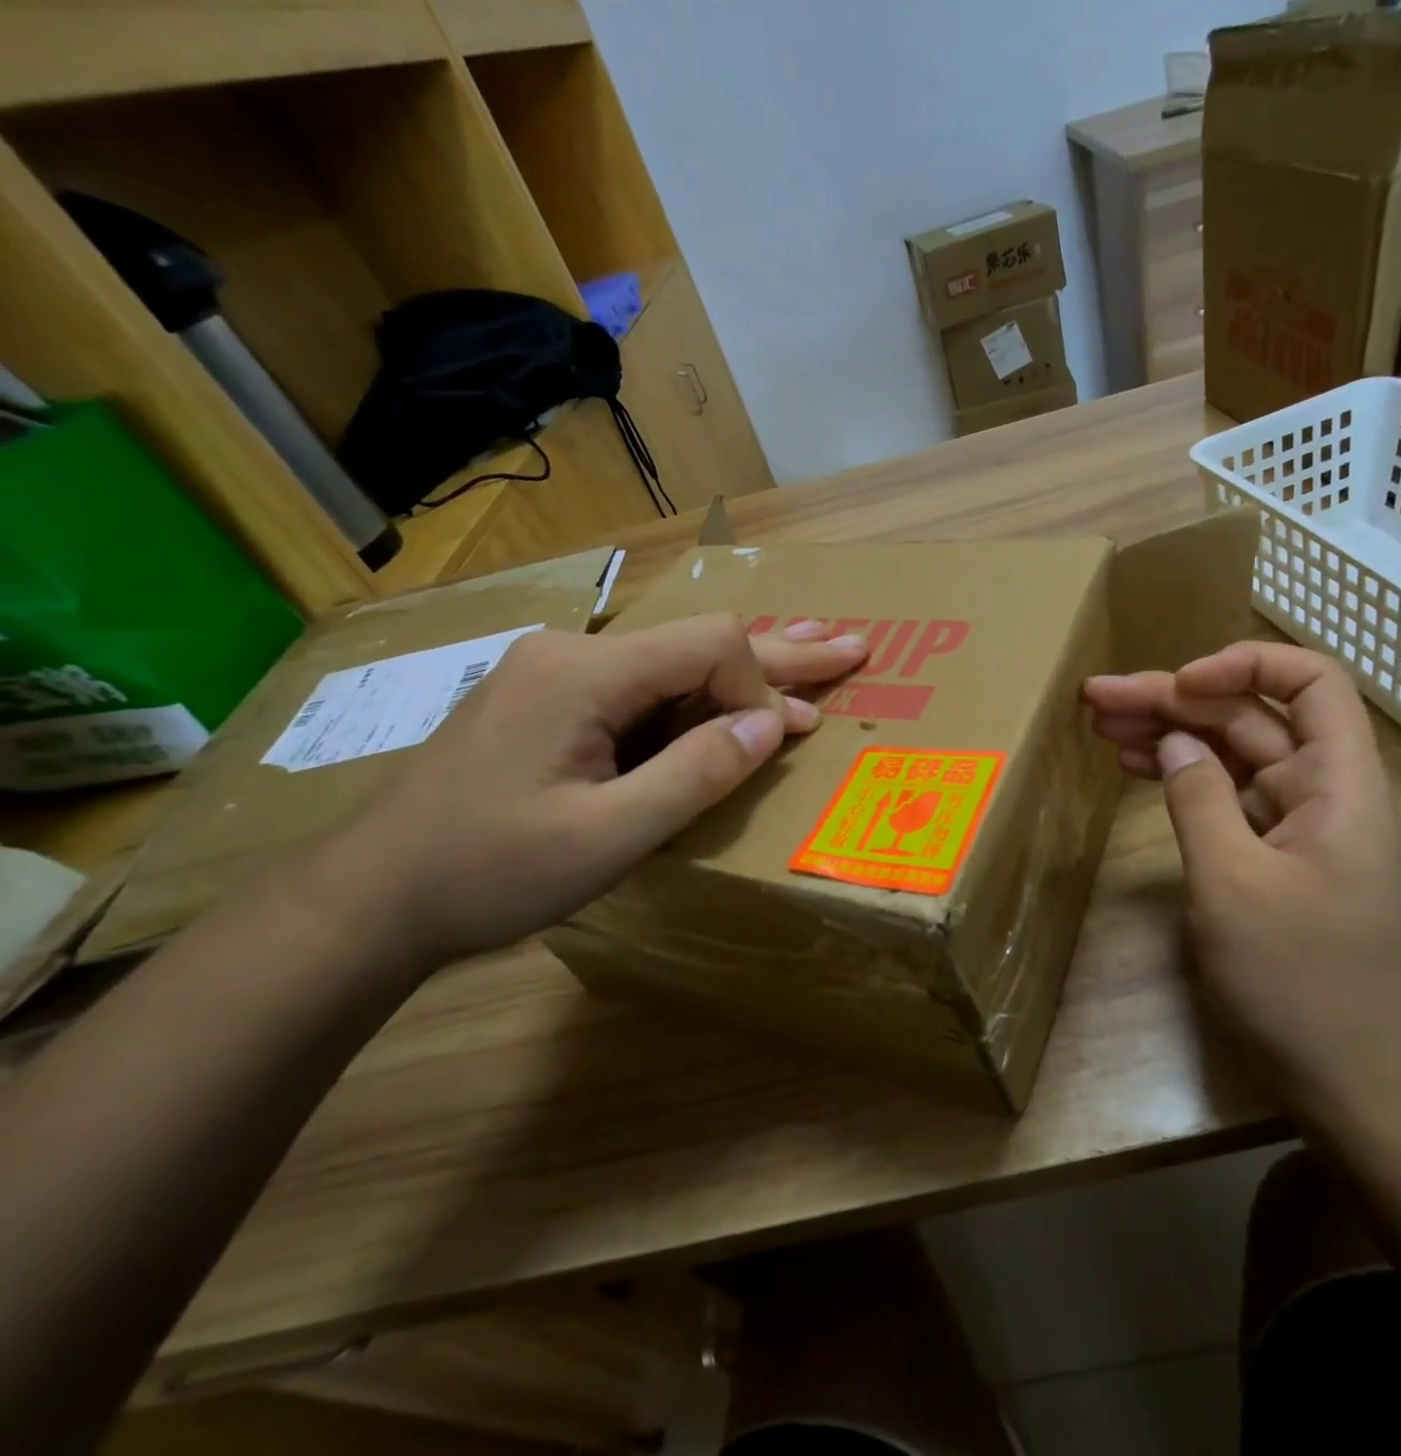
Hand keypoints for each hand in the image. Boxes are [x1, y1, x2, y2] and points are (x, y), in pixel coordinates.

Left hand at [305, 616, 867, 973]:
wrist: (371, 899)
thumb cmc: (487, 872)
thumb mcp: (607, 836)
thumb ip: (697, 773)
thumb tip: (774, 722)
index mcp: (584, 672)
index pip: (709, 646)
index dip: (759, 688)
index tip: (775, 745)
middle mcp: (574, 652)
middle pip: (699, 641)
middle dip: (782, 651)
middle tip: (852, 647)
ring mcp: (557, 673)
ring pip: (674, 661)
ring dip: (745, 668)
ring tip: (813, 649)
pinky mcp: (551, 701)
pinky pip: (644, 688)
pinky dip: (701, 697)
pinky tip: (732, 696)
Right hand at [1083, 643, 1400, 1134]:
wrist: (1350, 1081)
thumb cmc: (1299, 981)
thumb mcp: (1234, 885)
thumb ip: (1199, 799)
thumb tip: (1173, 743)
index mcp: (1338, 782)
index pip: (1310, 681)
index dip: (1244, 663)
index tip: (1179, 684)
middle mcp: (1320, 790)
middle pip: (1248, 716)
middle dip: (1174, 699)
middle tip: (1098, 697)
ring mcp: (1293, 824)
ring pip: (1228, 753)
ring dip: (1168, 733)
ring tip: (1101, 723)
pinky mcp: (1269, 856)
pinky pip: (1223, 796)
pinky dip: (1180, 778)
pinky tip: (1135, 767)